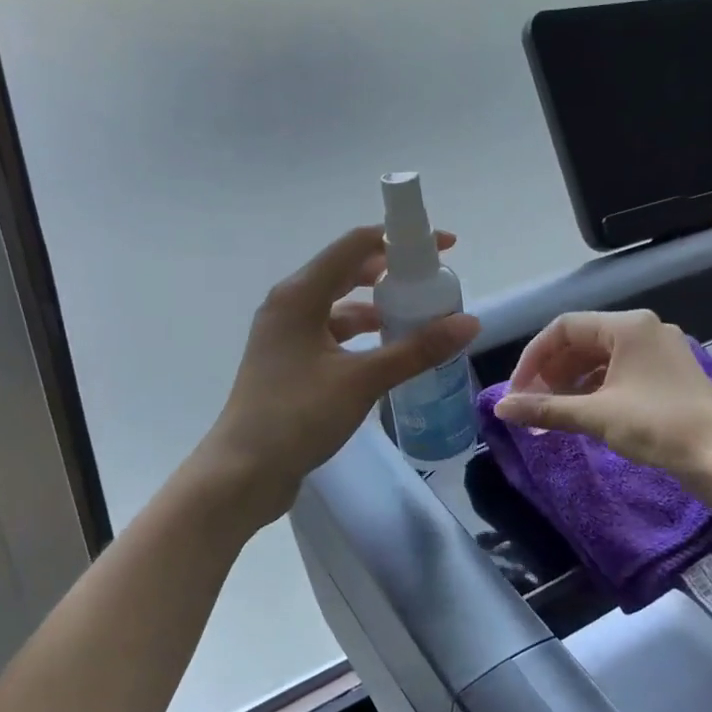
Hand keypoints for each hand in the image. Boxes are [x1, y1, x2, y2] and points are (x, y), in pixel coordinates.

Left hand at [201, 226, 479, 523]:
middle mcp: (289, 304)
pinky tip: (385, 350)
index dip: (399, 239)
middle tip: (432, 282)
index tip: (442, 248)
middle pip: (346, 271)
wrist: (243, 472)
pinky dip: (359, 334)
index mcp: (299, 295)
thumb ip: (416, 350)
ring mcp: (285, 334)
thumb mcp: (362, 380)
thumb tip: (469, 323)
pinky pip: (330, 332)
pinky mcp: (288, 361)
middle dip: (390, 272)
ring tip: (417, 317)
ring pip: (338, 304)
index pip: (355, 245)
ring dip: (376, 306)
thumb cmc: (297, 416)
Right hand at [492, 311, 711, 486]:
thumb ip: (545, 408)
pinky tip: (580, 412)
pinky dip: (594, 388)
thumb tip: (500, 409)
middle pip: (582, 341)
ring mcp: (658, 350)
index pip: (564, 327)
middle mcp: (644, 328)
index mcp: (628, 326)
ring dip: (570, 382)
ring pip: (599, 357)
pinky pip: (619, 370)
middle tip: (531, 404)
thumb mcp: (596, 416)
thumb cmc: (658, 426)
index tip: (517, 390)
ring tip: (550, 412)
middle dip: (551, 372)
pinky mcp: (667, 372)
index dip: (533, 357)